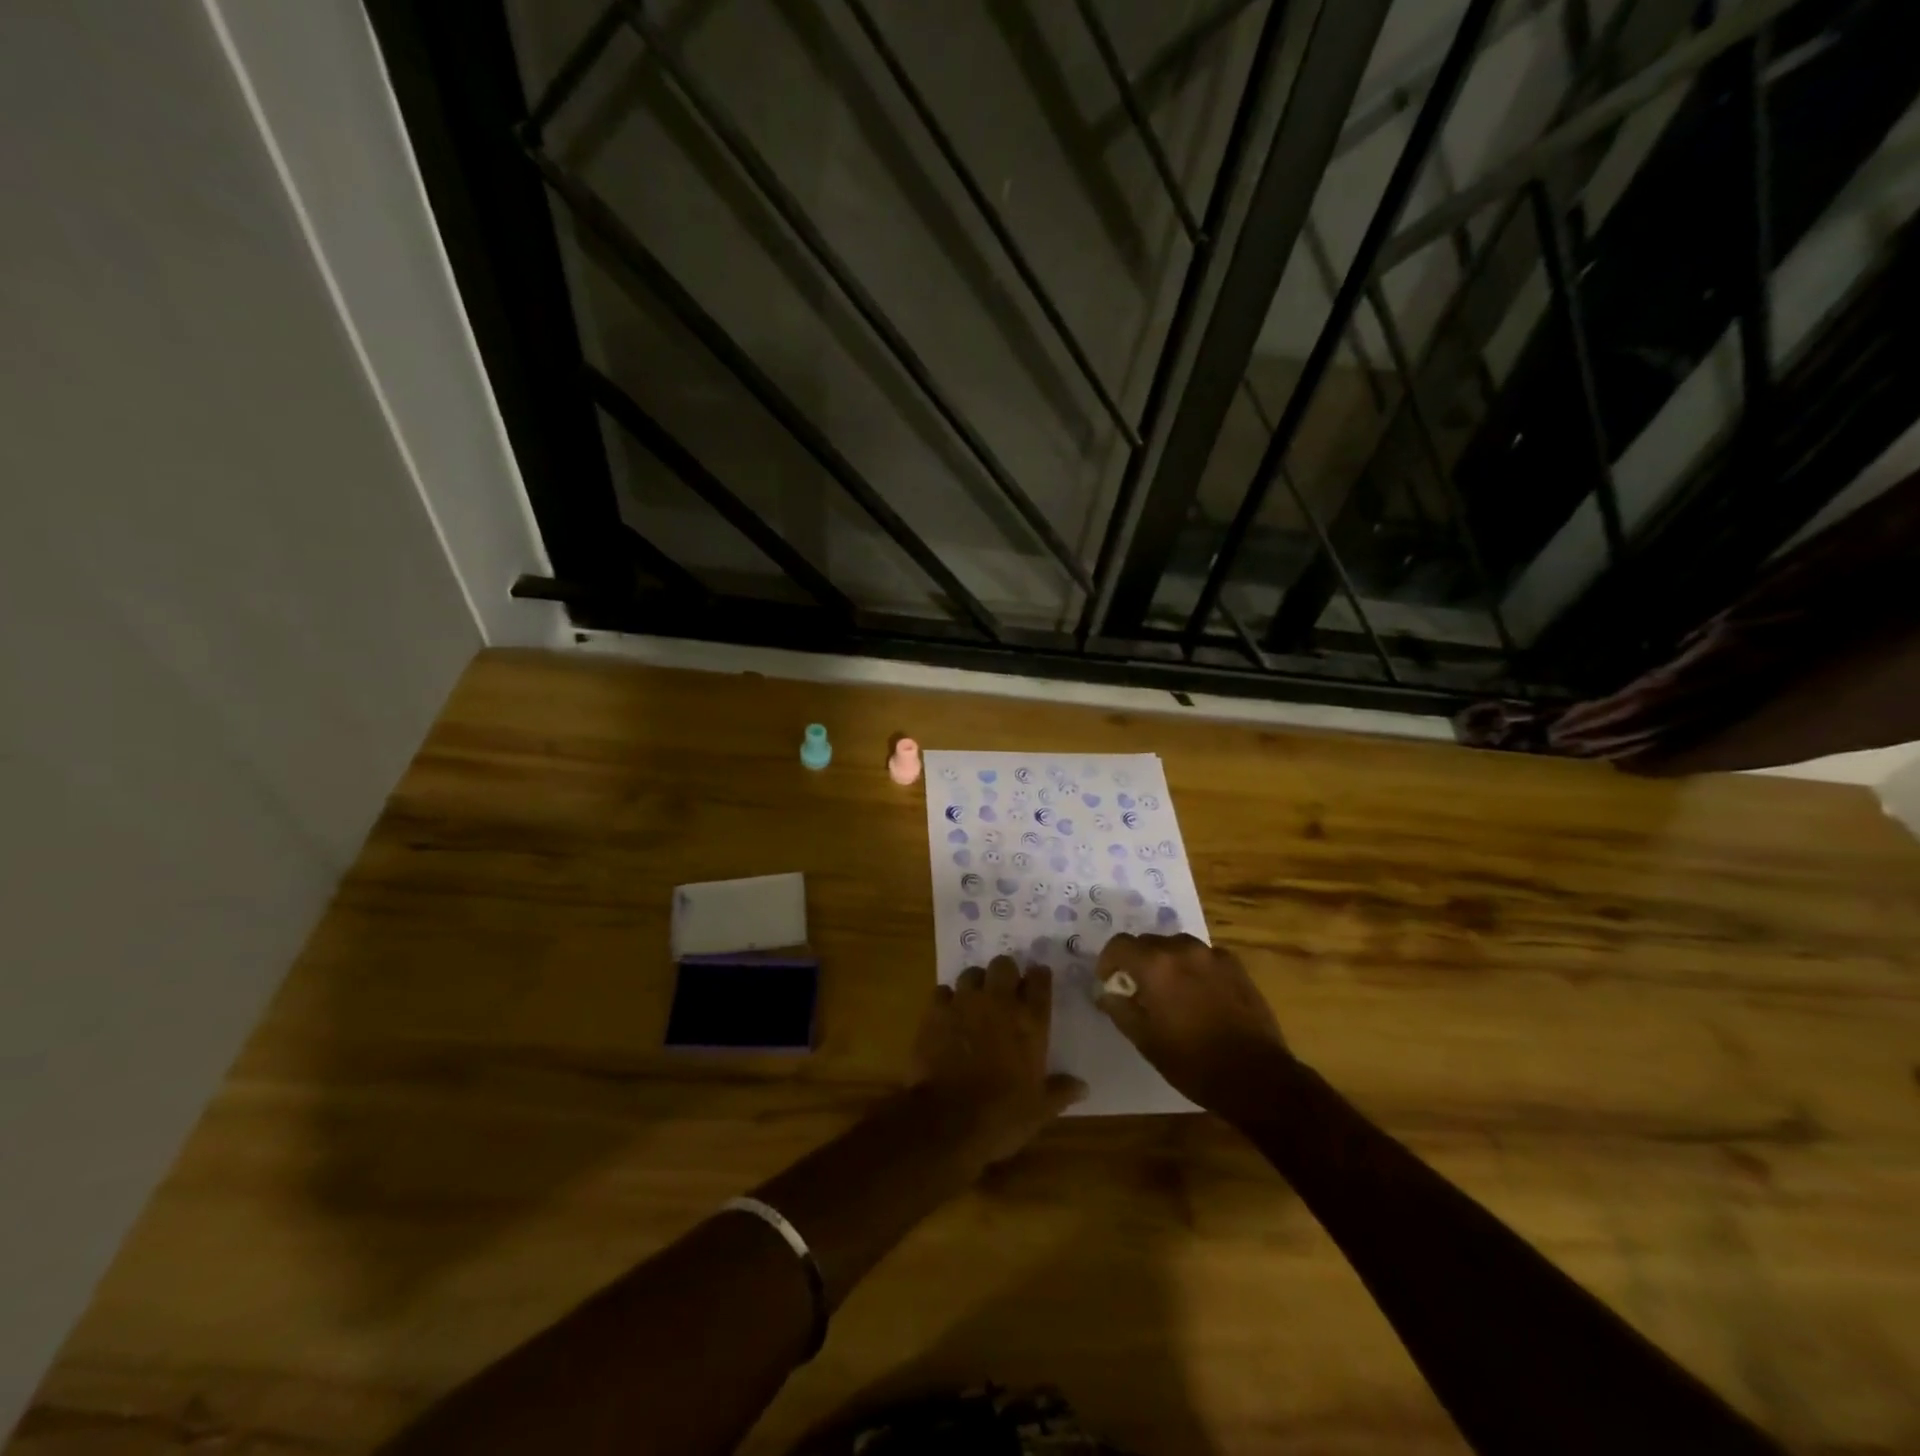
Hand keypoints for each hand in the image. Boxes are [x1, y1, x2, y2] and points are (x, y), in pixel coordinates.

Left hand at [912, 958, 1086, 1166]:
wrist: (948, 1121)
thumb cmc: (1002, 1116)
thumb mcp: (1040, 1110)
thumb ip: (1060, 1091)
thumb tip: (1082, 1087)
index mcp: (1030, 1021)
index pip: (1040, 981)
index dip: (1039, 977)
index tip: (1038, 981)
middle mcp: (999, 1002)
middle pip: (1003, 965)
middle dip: (1005, 974)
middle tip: (1004, 991)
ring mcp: (965, 1003)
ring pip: (971, 973)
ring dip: (976, 984)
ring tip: (975, 1001)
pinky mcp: (935, 1012)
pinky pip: (942, 991)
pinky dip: (946, 1000)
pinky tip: (947, 1015)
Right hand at [1094, 934, 1290, 1117]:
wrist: (1256, 1077)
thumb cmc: (1192, 1062)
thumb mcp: (1145, 1040)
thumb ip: (1120, 1009)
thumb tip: (1106, 992)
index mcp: (1155, 965)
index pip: (1119, 945)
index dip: (1108, 961)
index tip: (1109, 982)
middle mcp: (1182, 950)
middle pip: (1148, 942)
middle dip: (1137, 961)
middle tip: (1137, 989)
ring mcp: (1212, 955)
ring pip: (1176, 946)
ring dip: (1165, 961)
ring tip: (1169, 990)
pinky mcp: (1236, 966)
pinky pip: (1203, 956)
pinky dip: (1193, 967)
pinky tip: (1199, 994)